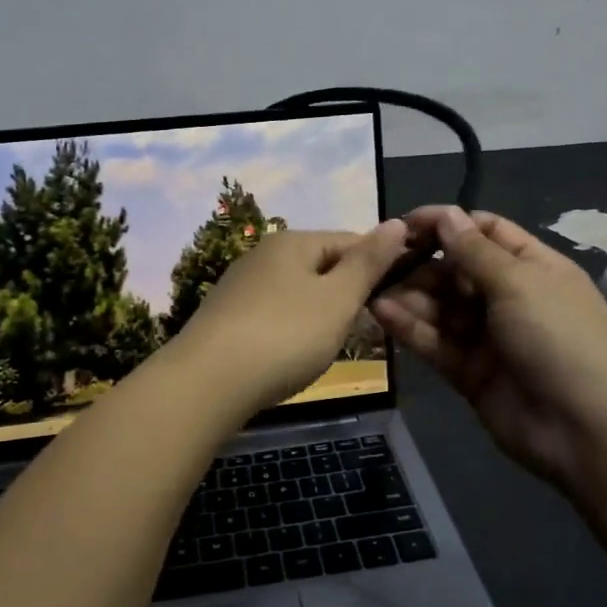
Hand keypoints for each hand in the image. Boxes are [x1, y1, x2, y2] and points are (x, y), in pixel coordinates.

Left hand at [176, 221, 411, 418]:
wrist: (207, 383)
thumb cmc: (285, 336)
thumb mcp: (338, 299)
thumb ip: (369, 263)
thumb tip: (398, 223)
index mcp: (292, 242)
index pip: (350, 240)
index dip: (380, 265)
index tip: (398, 297)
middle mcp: (263, 254)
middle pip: (322, 266)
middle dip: (348, 292)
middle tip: (367, 327)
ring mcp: (240, 286)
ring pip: (298, 292)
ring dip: (321, 313)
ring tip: (334, 344)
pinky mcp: (227, 318)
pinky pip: (275, 314)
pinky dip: (293, 330)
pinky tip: (295, 355)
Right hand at [370, 206, 606, 490]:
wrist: (586, 430)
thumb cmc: (559, 338)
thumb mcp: (519, 283)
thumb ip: (474, 251)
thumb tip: (446, 214)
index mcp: (532, 267)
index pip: (484, 232)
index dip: (446, 224)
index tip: (403, 225)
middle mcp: (509, 297)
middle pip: (455, 270)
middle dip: (419, 263)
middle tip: (378, 262)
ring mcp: (488, 336)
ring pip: (440, 307)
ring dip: (409, 295)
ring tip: (371, 288)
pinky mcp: (469, 371)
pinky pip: (435, 341)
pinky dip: (410, 327)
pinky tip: (382, 312)